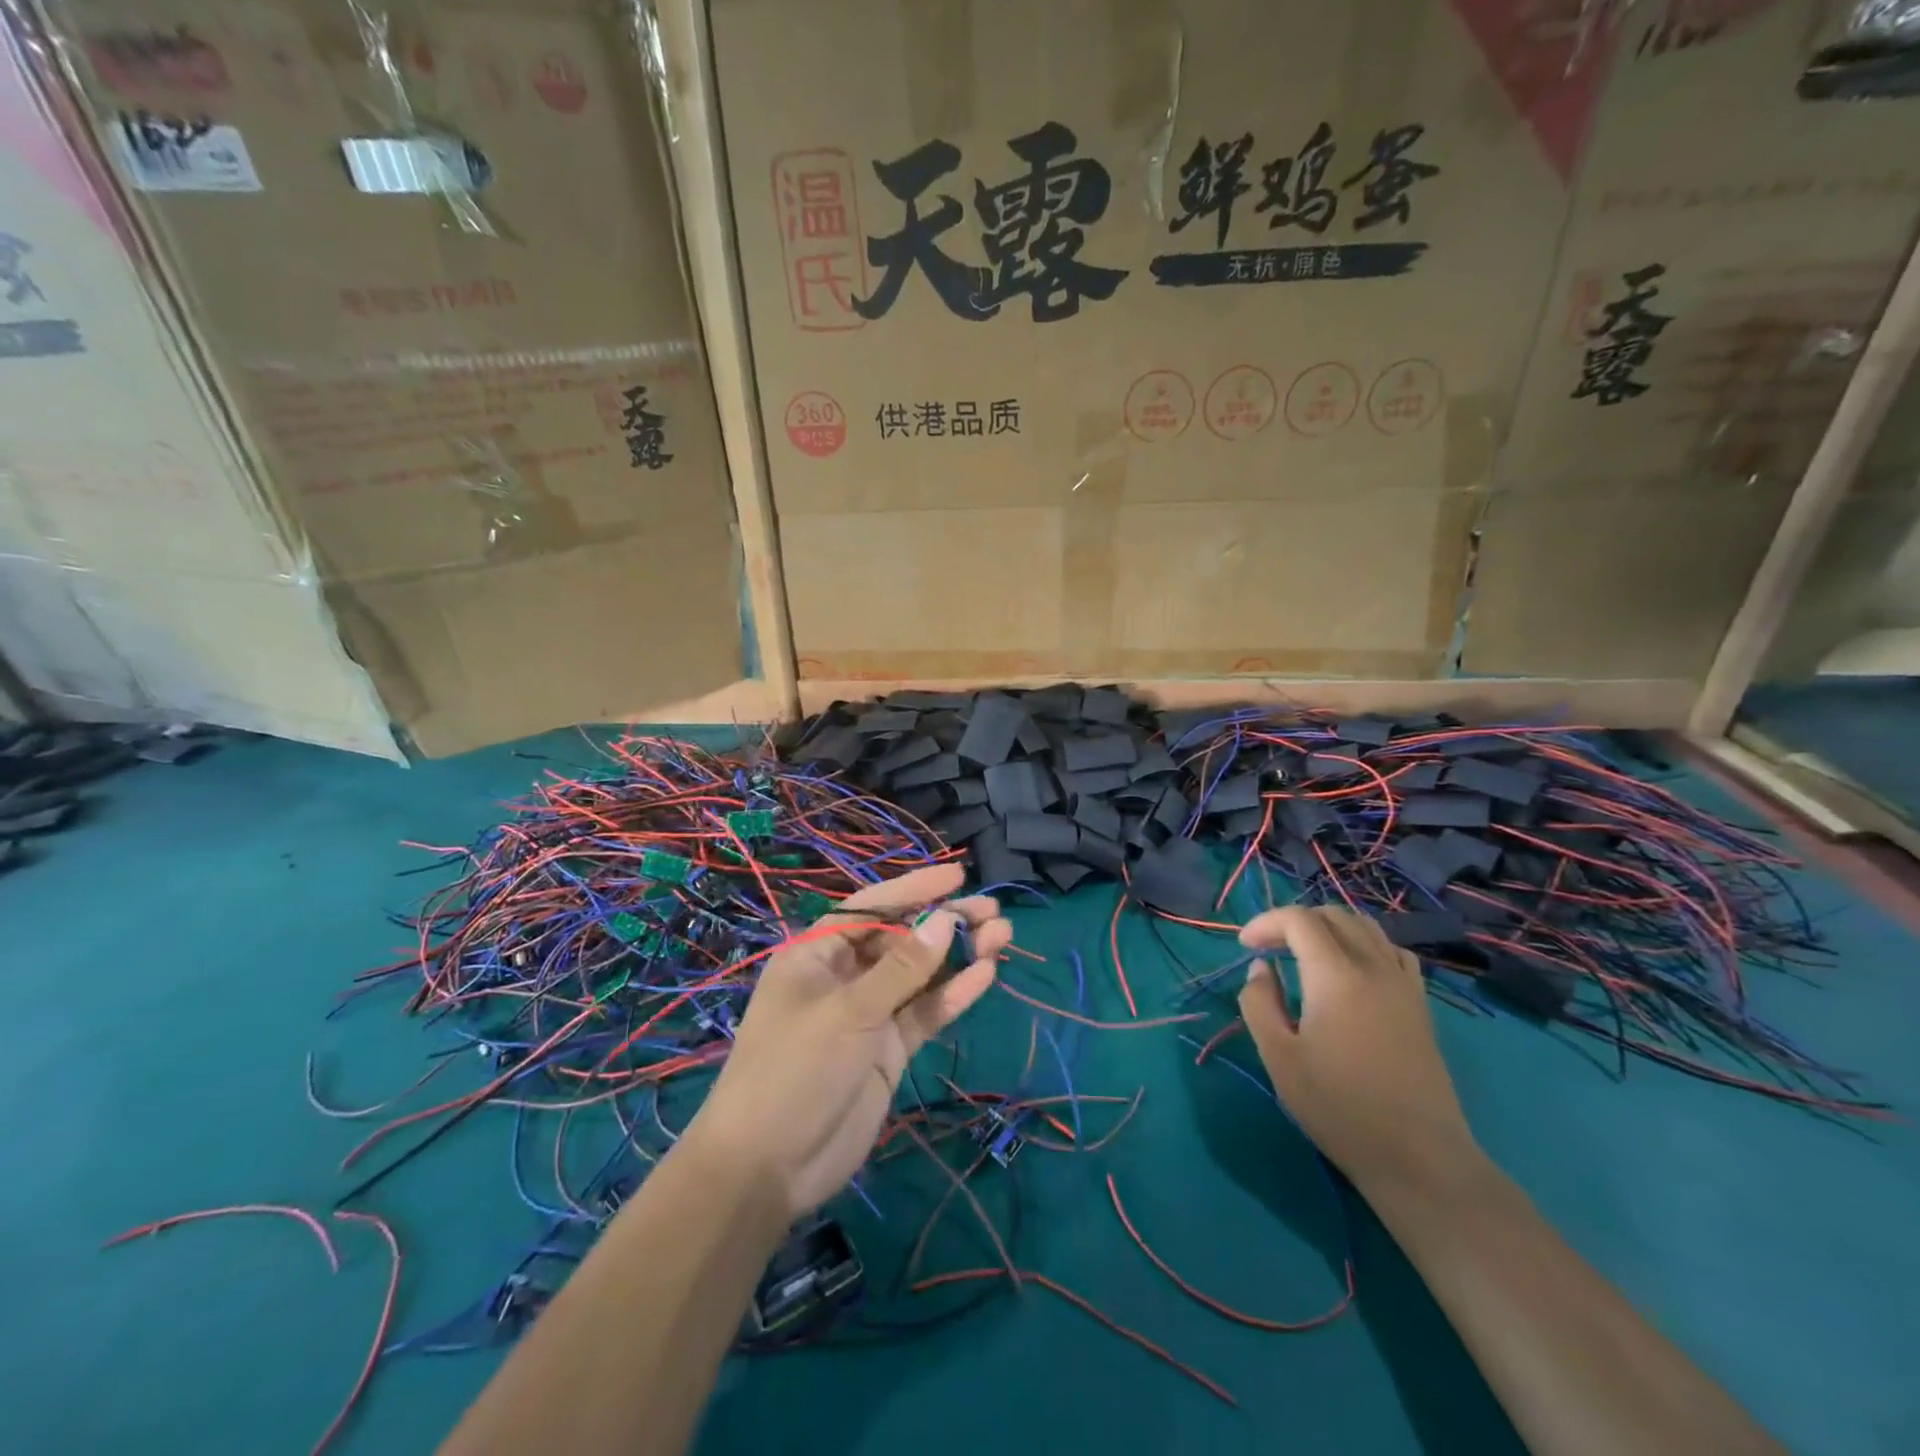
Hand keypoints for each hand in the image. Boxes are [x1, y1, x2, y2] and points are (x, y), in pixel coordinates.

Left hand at [688, 864, 1010, 1219]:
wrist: (770, 1168)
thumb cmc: (795, 1070)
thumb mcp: (848, 1011)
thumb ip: (901, 968)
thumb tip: (945, 920)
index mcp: (817, 954)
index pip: (870, 907)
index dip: (914, 888)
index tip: (958, 875)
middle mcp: (844, 976)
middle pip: (901, 938)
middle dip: (944, 922)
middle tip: (991, 913)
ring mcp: (868, 1014)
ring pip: (919, 975)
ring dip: (958, 956)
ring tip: (1003, 937)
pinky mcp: (888, 1050)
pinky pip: (924, 1013)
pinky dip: (953, 995)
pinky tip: (986, 975)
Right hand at [1237, 905, 1478, 1193]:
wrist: (1419, 1158)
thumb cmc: (1339, 1108)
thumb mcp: (1279, 1058)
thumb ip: (1259, 1003)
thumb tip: (1262, 969)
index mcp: (1335, 976)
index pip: (1299, 919)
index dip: (1266, 923)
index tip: (1245, 947)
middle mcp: (1373, 967)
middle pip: (1333, 915)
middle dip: (1294, 921)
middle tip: (1269, 948)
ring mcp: (1403, 984)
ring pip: (1366, 927)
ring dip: (1329, 928)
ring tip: (1305, 954)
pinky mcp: (1420, 1004)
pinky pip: (1391, 951)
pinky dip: (1363, 944)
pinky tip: (1350, 971)